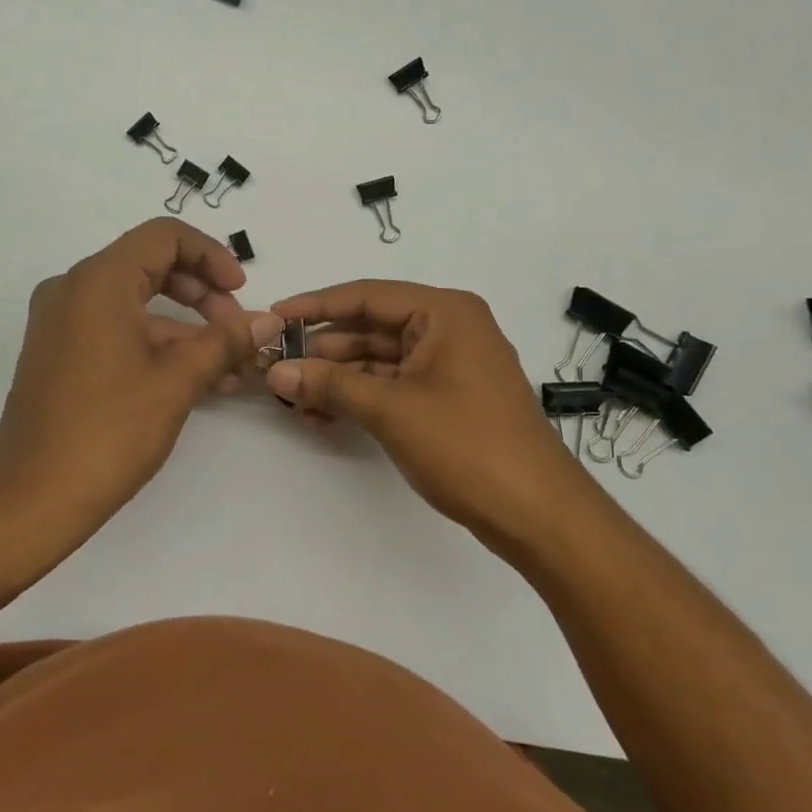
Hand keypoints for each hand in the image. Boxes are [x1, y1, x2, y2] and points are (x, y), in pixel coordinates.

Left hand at [0, 219, 279, 535]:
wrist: (31, 500)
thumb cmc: (107, 431)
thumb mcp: (177, 382)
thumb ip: (225, 341)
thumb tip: (267, 321)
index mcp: (97, 281)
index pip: (164, 237)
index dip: (211, 256)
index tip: (241, 292)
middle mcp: (73, 289)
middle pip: (151, 266)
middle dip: (203, 293)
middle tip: (237, 330)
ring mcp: (61, 322)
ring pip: (136, 303)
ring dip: (185, 327)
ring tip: (229, 366)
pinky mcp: (59, 353)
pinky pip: (116, 330)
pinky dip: (156, 345)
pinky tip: (196, 379)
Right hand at [265, 281, 572, 553]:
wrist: (538, 515)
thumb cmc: (467, 445)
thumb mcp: (391, 410)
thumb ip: (331, 384)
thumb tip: (276, 371)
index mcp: (445, 312)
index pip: (367, 295)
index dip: (316, 306)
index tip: (273, 316)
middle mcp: (449, 328)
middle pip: (372, 327)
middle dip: (324, 349)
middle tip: (276, 365)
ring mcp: (451, 365)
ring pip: (380, 359)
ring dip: (339, 377)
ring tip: (292, 396)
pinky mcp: (449, 398)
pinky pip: (395, 385)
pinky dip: (362, 397)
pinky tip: (323, 415)